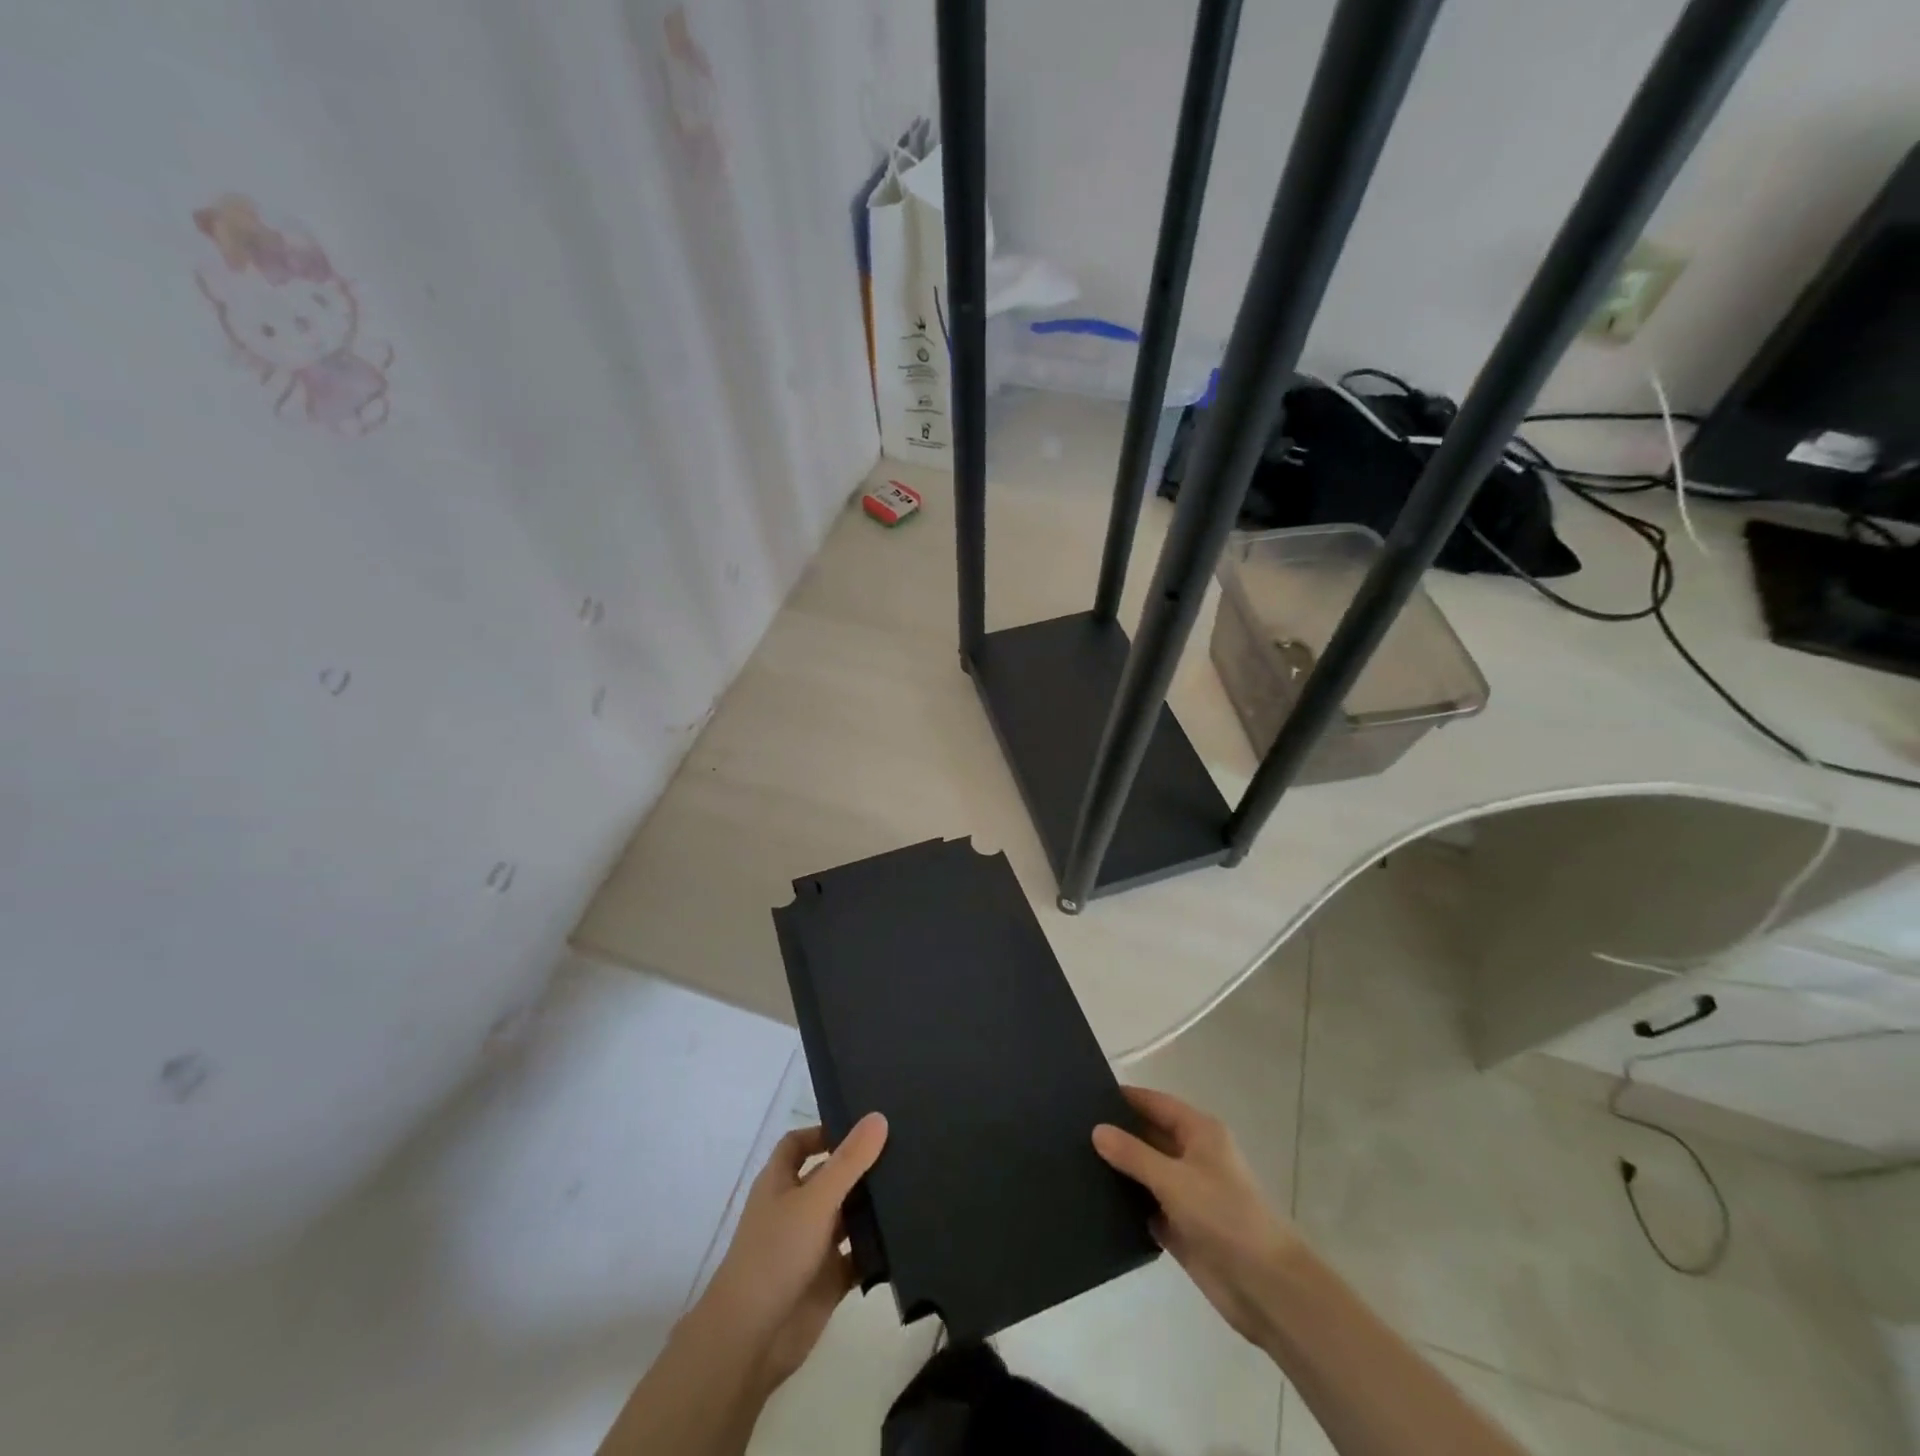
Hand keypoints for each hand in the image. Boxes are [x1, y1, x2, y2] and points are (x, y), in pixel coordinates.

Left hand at [696, 1112, 888, 1389]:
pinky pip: (858, 1257)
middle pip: (830, 1177)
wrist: (750, 1341)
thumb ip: (849, 1161)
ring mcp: (812, 1246)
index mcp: (780, 1183)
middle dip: (860, 1166)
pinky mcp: (828, 1280)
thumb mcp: (815, 1199)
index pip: (799, 1144)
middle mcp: (796, 1209)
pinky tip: (908, 1233)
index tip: (863, 1125)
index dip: (824, 1132)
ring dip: (872, 1206)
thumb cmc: (775, 1254)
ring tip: (917, 1184)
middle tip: (906, 1147)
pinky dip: (877, 1248)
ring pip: (847, 1217)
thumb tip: (879, 1116)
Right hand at [1093, 1086, 1299, 1347]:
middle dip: (1118, 1133)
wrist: (1266, 1288)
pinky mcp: (1182, 1228)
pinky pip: (1147, 1206)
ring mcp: (1188, 1194)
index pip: (1155, 1103)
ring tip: (1074, 1161)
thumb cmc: (1224, 1217)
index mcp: (1200, 1132)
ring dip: (1120, 1170)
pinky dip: (1127, 1205)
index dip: (1125, 1098)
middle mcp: (1194, 1157)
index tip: (1085, 1095)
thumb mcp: (1174, 1179)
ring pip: (1146, 1172)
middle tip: (1071, 1129)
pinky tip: (1094, 1202)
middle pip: (1149, 1135)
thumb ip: (1133, 1154)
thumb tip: (1097, 1130)